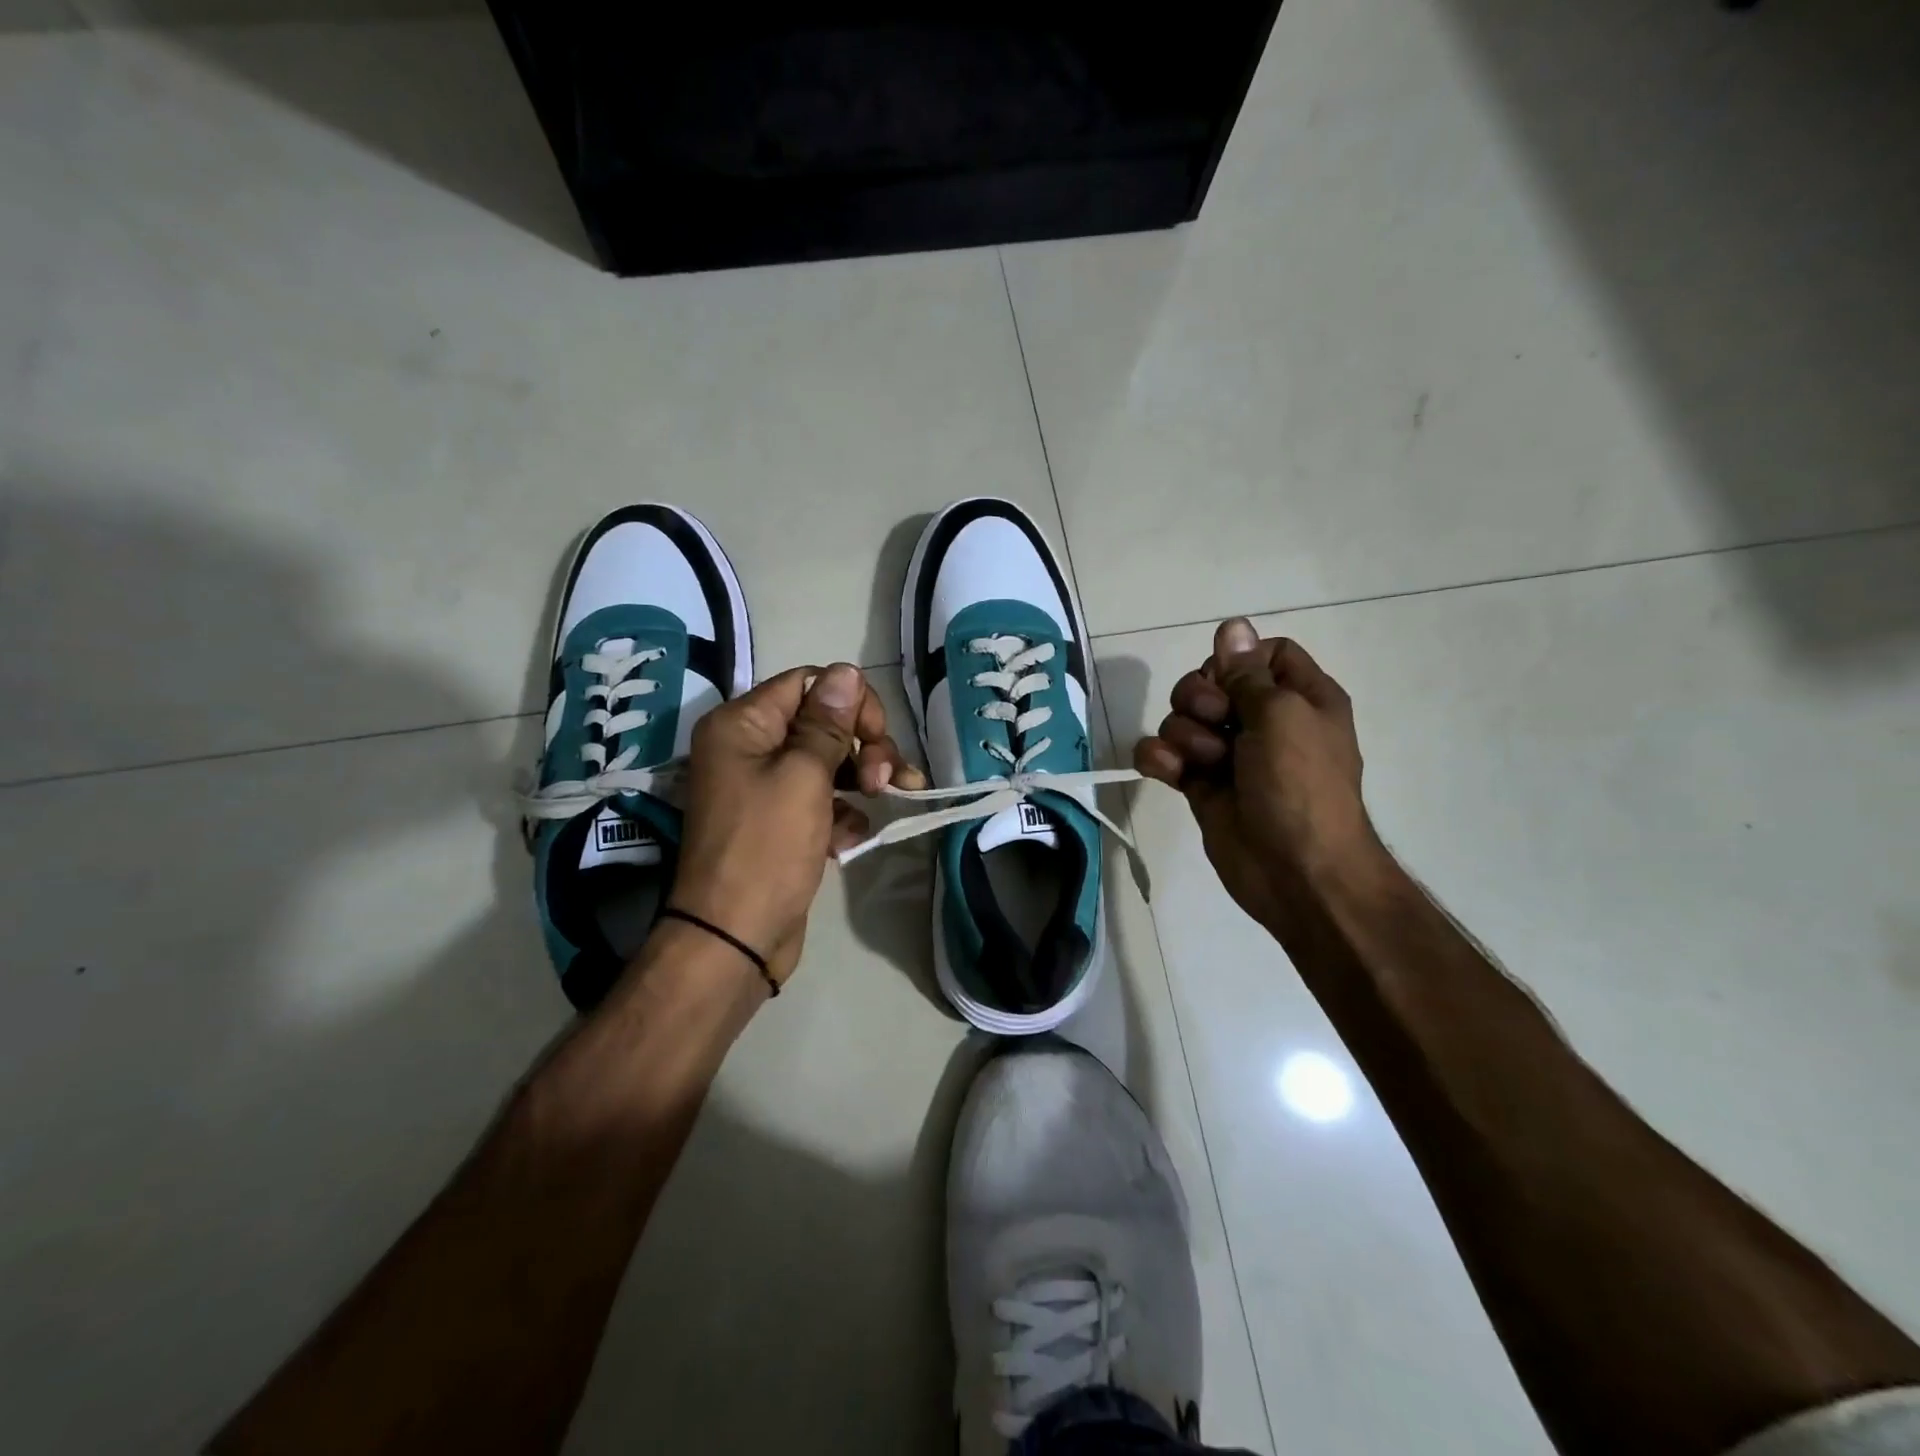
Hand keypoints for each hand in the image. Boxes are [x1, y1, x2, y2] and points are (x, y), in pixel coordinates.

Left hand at [671, 663, 924, 987]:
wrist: (735, 937)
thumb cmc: (767, 848)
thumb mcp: (803, 777)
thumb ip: (828, 723)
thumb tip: (846, 671)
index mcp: (743, 725)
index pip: (808, 683)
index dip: (850, 702)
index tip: (877, 736)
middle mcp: (750, 748)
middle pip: (823, 721)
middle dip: (863, 744)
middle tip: (884, 779)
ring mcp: (765, 787)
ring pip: (829, 761)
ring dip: (862, 777)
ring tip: (888, 800)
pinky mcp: (782, 821)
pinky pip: (822, 799)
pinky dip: (843, 813)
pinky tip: (852, 839)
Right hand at [1133, 619, 1377, 933]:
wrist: (1297, 872)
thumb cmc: (1301, 786)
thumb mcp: (1281, 716)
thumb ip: (1247, 672)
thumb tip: (1232, 625)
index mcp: (1299, 697)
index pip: (1261, 654)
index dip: (1237, 661)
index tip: (1230, 680)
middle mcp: (1263, 720)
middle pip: (1211, 681)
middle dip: (1200, 697)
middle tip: (1216, 720)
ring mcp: (1229, 754)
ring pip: (1182, 718)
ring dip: (1184, 734)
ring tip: (1205, 762)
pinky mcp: (1200, 785)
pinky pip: (1164, 755)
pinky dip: (1159, 758)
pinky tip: (1168, 773)